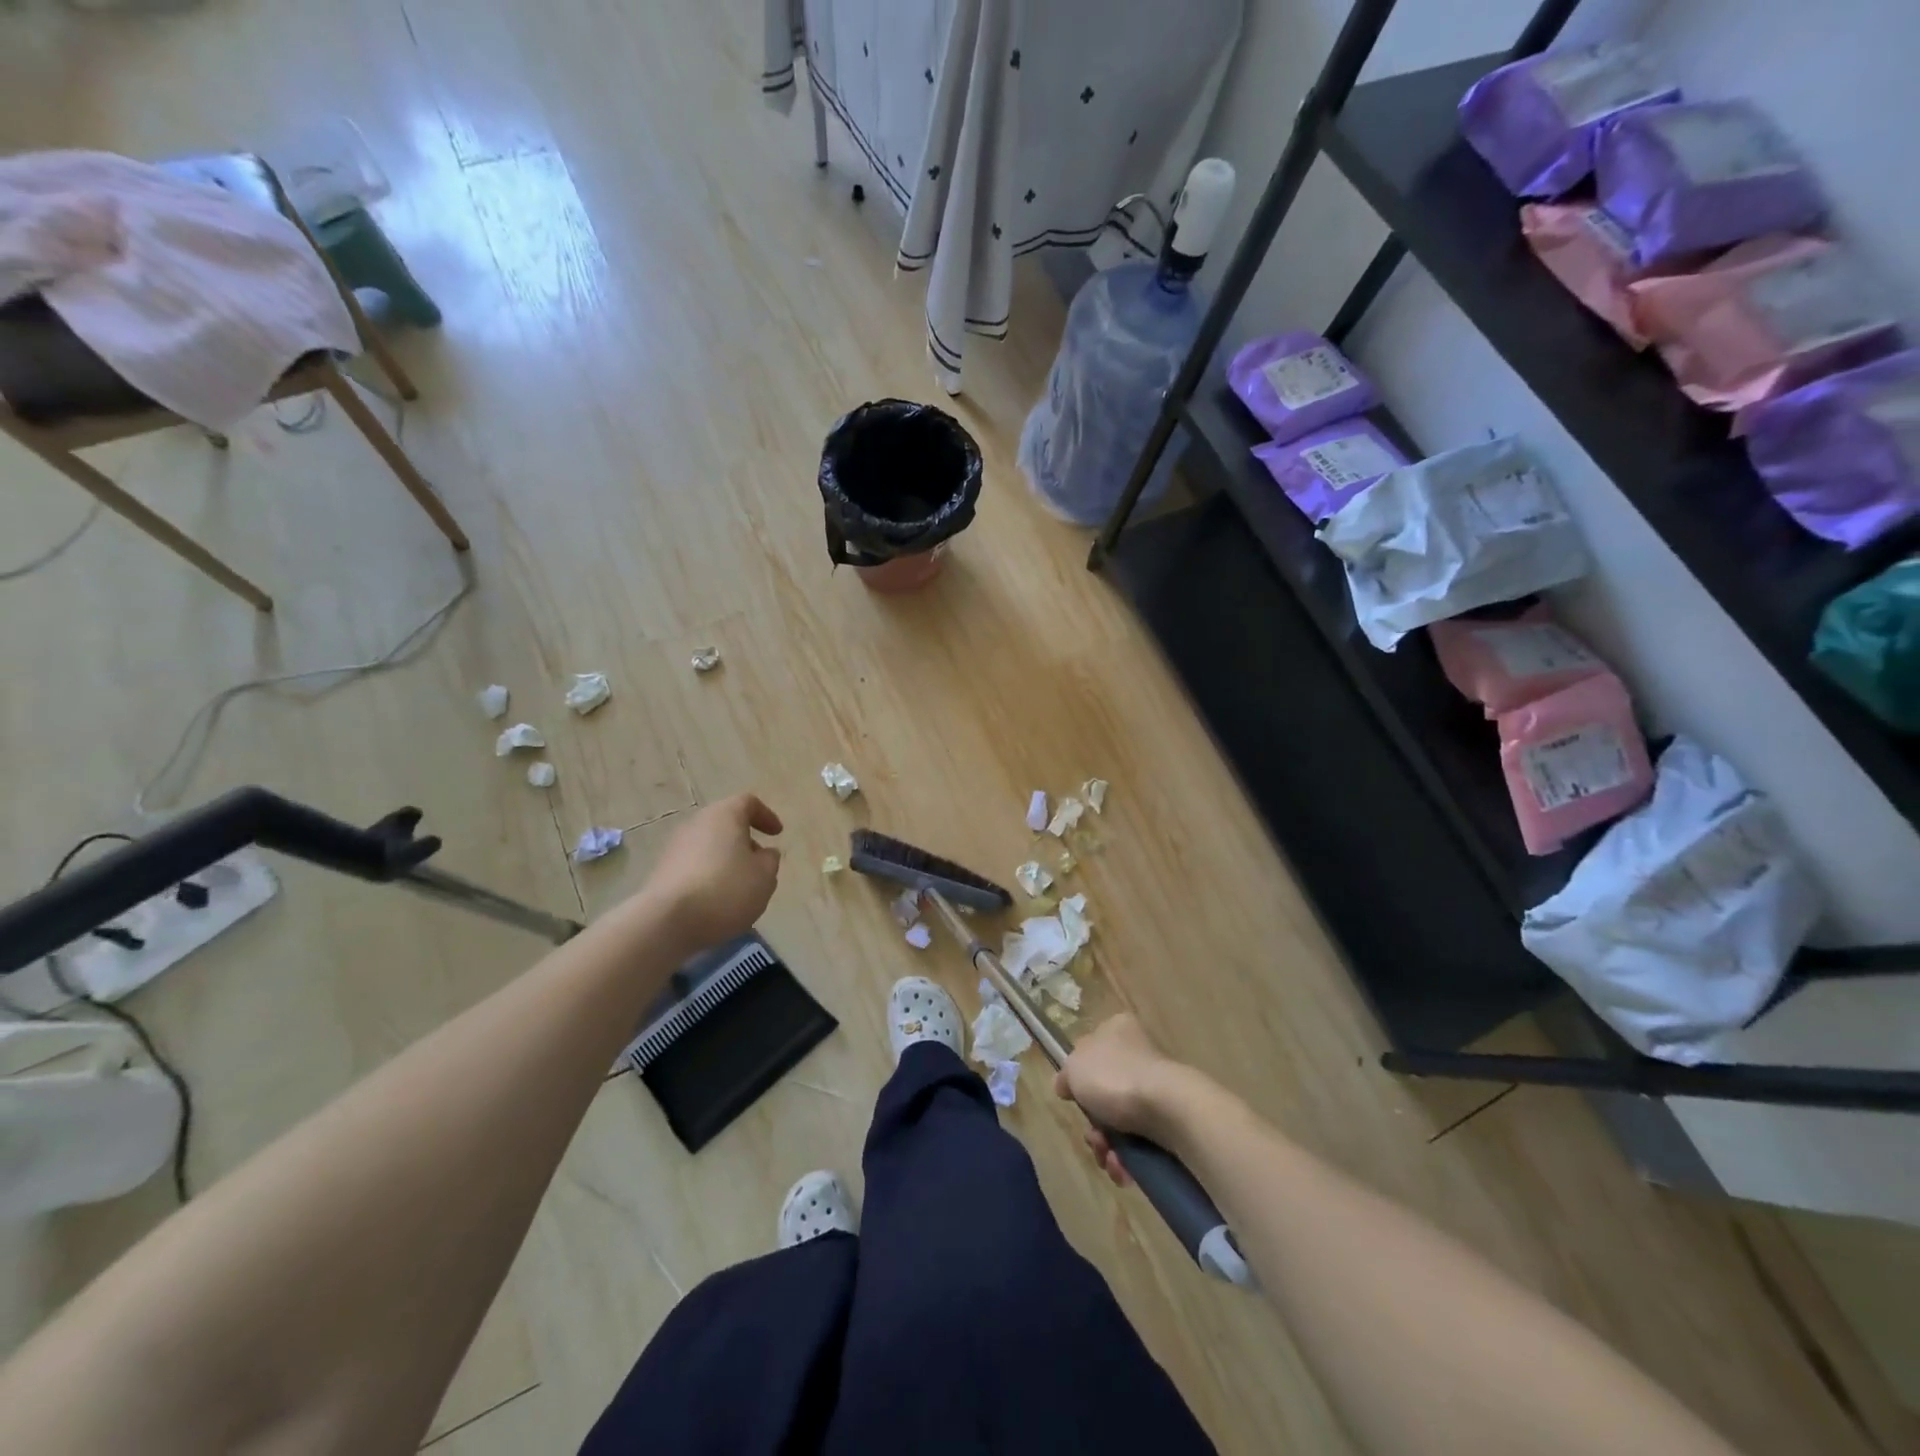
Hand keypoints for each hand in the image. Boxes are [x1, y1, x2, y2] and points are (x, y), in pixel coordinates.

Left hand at [643, 794, 782, 950]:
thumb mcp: (765, 877)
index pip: (748, 803)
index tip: (777, 834)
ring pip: (708, 845)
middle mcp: (696, 823)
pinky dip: (709, 875)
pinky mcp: (661, 871)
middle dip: (744, 840)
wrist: (667, 921)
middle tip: (759, 862)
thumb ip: (770, 860)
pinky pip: (693, 865)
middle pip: (725, 823)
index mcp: (724, 815)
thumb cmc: (726, 890)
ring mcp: (674, 847)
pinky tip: (716, 899)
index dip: (766, 816)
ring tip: (739, 886)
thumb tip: (764, 853)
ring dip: (726, 860)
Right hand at [1054, 1013, 1191, 1186]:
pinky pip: (1139, 1140)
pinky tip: (1122, 1167)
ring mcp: (1156, 1087)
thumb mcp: (1074, 1067)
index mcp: (1117, 1030)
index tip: (1073, 1097)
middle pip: (1103, 1093)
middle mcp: (1138, 1054)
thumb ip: (1066, 1074)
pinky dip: (1127, 1158)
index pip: (1092, 1049)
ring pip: (1119, 1122)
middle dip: (1094, 1124)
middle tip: (1093, 1136)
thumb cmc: (1114, 1077)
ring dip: (1107, 1146)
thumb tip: (1066, 1085)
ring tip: (1108, 1157)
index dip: (1079, 1077)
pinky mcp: (1169, 1119)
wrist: (1167, 1108)